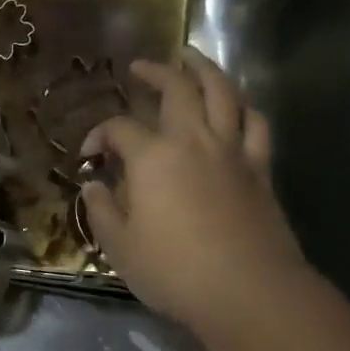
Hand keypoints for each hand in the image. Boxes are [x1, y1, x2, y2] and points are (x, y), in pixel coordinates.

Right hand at [80, 48, 307, 341]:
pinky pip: (256, 123)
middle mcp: (193, 141)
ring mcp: (232, 151)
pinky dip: (243, 106)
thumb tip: (94, 185)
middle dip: (156, 72)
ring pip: (223, 93)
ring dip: (205, 70)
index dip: (99, 134)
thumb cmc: (175, 271)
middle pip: (177, 89)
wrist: (249, 292)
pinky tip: (236, 105)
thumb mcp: (121, 247)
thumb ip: (102, 210)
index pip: (119, 128)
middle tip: (141, 66)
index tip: (89, 154)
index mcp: (152, 158)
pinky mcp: (260, 169)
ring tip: (192, 59)